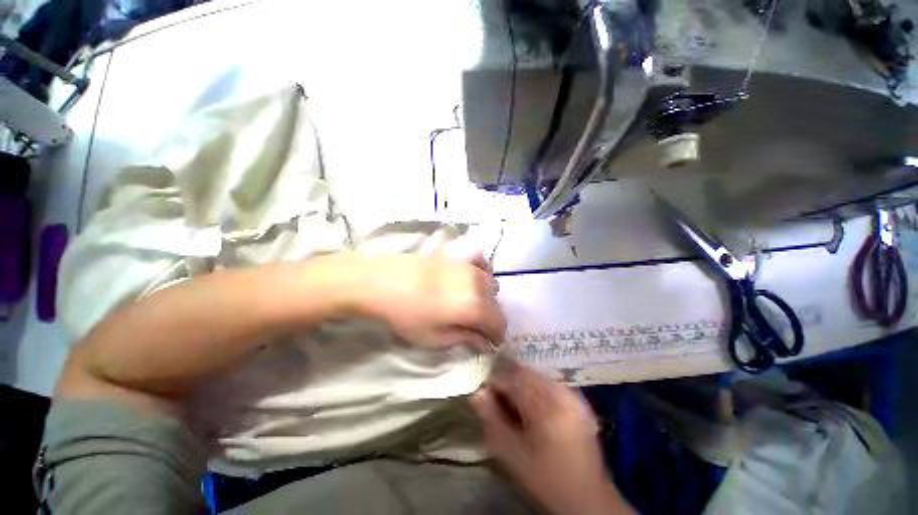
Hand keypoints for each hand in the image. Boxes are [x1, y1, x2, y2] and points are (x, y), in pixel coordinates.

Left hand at [339, 252, 504, 349]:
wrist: (381, 282)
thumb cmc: (407, 315)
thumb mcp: (435, 338)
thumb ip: (465, 338)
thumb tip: (484, 343)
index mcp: (476, 306)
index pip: (499, 323)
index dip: (496, 336)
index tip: (489, 344)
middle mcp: (479, 283)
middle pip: (496, 303)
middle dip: (490, 318)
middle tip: (476, 327)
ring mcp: (469, 266)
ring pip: (490, 284)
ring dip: (486, 298)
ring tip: (470, 305)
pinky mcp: (458, 257)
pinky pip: (480, 265)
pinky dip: (481, 274)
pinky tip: (468, 280)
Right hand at [469, 364, 633, 514]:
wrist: (587, 498)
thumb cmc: (545, 478)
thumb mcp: (512, 454)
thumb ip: (491, 419)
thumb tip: (477, 392)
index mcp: (546, 406)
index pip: (512, 378)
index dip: (495, 383)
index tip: (486, 395)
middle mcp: (561, 393)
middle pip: (525, 372)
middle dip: (509, 382)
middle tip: (502, 403)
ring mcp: (572, 395)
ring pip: (536, 375)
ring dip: (522, 385)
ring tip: (518, 408)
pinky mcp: (577, 400)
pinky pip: (549, 382)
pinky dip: (536, 389)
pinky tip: (534, 409)